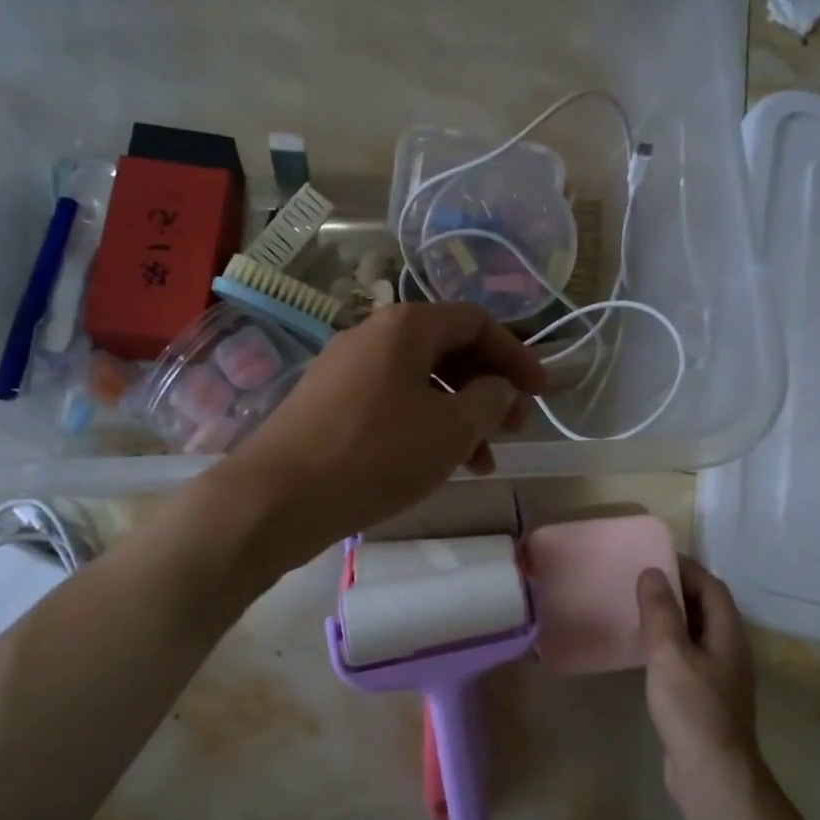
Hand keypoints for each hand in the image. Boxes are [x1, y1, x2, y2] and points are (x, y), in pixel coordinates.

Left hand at [225, 303, 545, 569]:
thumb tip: (499, 388)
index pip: (477, 322)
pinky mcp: (330, 403)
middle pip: (448, 350)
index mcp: (406, 326)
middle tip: (513, 428)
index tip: (541, 392)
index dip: (516, 354)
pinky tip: (436, 462)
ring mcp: (346, 368)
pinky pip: (392, 402)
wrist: (278, 496)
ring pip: (420, 381)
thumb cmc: (376, 454)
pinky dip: (424, 425)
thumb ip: (490, 400)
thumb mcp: (451, 429)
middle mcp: (373, 335)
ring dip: (459, 414)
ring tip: (482, 460)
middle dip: (488, 388)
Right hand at [638, 558, 759, 794]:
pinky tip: (644, 650)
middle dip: (677, 590)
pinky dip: (668, 644)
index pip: (712, 587)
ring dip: (671, 617)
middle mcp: (730, 650)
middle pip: (706, 608)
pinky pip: (687, 657)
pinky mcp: (705, 697)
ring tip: (637, 608)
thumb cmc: (692, 709)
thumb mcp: (670, 654)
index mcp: (728, 634)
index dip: (686, 568)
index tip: (654, 557)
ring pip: (696, 633)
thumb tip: (652, 572)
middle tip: (640, 580)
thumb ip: (661, 612)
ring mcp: (720, 676)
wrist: (711, 775)